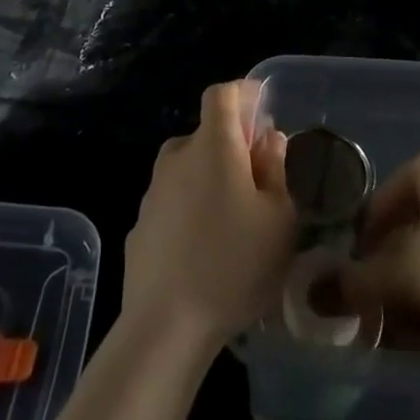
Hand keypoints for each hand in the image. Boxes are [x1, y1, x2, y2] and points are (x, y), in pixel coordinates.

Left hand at [122, 80, 296, 353]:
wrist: (166, 326)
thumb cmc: (235, 264)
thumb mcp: (279, 218)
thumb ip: (276, 169)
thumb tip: (268, 140)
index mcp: (213, 145)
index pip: (221, 94)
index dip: (242, 93)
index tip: (262, 108)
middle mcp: (177, 158)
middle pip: (205, 134)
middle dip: (231, 145)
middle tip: (257, 177)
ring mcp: (153, 193)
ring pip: (187, 169)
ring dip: (209, 179)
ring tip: (233, 219)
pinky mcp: (139, 227)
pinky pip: (172, 203)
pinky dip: (189, 210)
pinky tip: (204, 249)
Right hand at [312, 145, 419, 362]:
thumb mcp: (407, 273)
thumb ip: (357, 285)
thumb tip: (310, 296)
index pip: (380, 203)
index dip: (360, 245)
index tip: (347, 285)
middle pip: (408, 233)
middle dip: (388, 282)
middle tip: (372, 322)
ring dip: (413, 300)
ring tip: (400, 343)